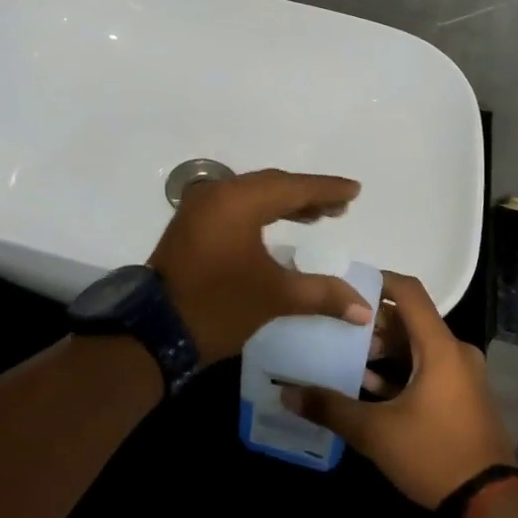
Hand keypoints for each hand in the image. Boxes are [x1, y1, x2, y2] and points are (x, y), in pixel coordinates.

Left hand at [149, 168, 370, 366]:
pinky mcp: (192, 224)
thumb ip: (322, 294)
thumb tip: (363, 309)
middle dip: (308, 195)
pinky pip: (236, 206)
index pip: (293, 187)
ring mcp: (201, 207)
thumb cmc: (219, 306)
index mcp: (238, 201)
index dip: (326, 189)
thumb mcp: (275, 297)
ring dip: (286, 204)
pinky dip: (262, 212)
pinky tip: (280, 224)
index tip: (355, 190)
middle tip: (341, 207)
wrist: (154, 331)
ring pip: (253, 195)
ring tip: (319, 216)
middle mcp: (218, 193)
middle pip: (273, 185)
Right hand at [281, 272, 516, 508]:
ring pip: (418, 347)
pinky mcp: (464, 396)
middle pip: (410, 320)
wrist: (491, 506)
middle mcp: (456, 351)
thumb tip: (287, 394)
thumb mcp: (376, 433)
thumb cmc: (434, 455)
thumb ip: (330, 408)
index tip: (346, 285)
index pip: (408, 291)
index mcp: (440, 347)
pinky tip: (371, 388)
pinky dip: (402, 371)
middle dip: (373, 323)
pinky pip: (429, 368)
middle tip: (336, 329)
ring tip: (348, 360)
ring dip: (385, 351)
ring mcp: (463, 375)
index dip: (378, 280)